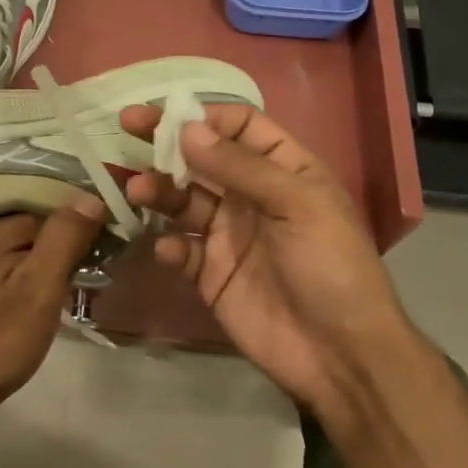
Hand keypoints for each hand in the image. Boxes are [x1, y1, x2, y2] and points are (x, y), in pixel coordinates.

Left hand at [0, 198, 106, 419]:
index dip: (95, 223)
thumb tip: (93, 195)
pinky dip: (55, 282)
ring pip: (45, 254)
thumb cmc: (0, 337)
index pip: (63, 209)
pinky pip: (35, 274)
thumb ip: (64, 238)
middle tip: (114, 270)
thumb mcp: (39, 284)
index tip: (123, 243)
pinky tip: (71, 300)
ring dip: (72, 265)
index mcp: (7, 229)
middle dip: (84, 245)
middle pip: (53, 231)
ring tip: (100, 285)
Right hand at [121, 104, 417, 416]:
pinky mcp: (210, 273)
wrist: (339, 354)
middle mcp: (251, 196)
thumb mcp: (297, 205)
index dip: (204, 116)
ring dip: (159, 191)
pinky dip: (167, 246)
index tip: (165, 113)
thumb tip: (185, 129)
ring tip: (137, 191)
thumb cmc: (330, 266)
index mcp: (283, 170)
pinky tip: (166, 250)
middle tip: (127, 126)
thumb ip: (240, 167)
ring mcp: (228, 235)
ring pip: (183, 200)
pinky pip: (180, 250)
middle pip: (202, 158)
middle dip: (166, 142)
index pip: (239, 127)